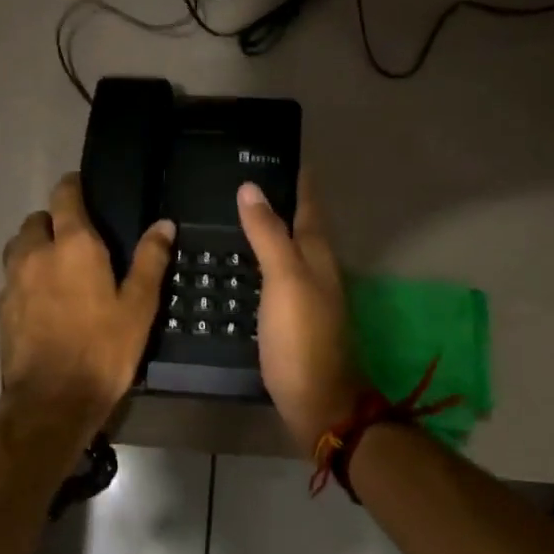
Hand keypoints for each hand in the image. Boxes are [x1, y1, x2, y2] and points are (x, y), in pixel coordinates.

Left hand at [0, 174, 172, 436]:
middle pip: (36, 220)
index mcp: (74, 245)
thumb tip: (164, 224)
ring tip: (56, 267)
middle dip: (53, 221)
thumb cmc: (103, 350)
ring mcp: (12, 280)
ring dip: (34, 247)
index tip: (83, 188)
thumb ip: (150, 260)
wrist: (52, 400)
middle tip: (76, 239)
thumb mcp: (139, 307)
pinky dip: (25, 278)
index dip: (73, 187)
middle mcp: (36, 253)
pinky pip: (11, 278)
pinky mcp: (0, 308)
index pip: (64, 196)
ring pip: (18, 247)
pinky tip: (42, 300)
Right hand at [237, 171, 365, 455]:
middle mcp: (317, 271)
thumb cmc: (301, 337)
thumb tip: (251, 187)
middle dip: (280, 202)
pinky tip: (240, 267)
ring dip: (269, 232)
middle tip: (246, 181)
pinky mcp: (292, 320)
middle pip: (300, 226)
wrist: (315, 401)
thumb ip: (268, 234)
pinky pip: (275, 279)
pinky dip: (260, 264)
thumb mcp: (284, 280)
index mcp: (318, 255)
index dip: (299, 179)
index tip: (282, 152)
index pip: (309, 205)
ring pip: (288, 253)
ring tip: (236, 217)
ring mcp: (306, 297)